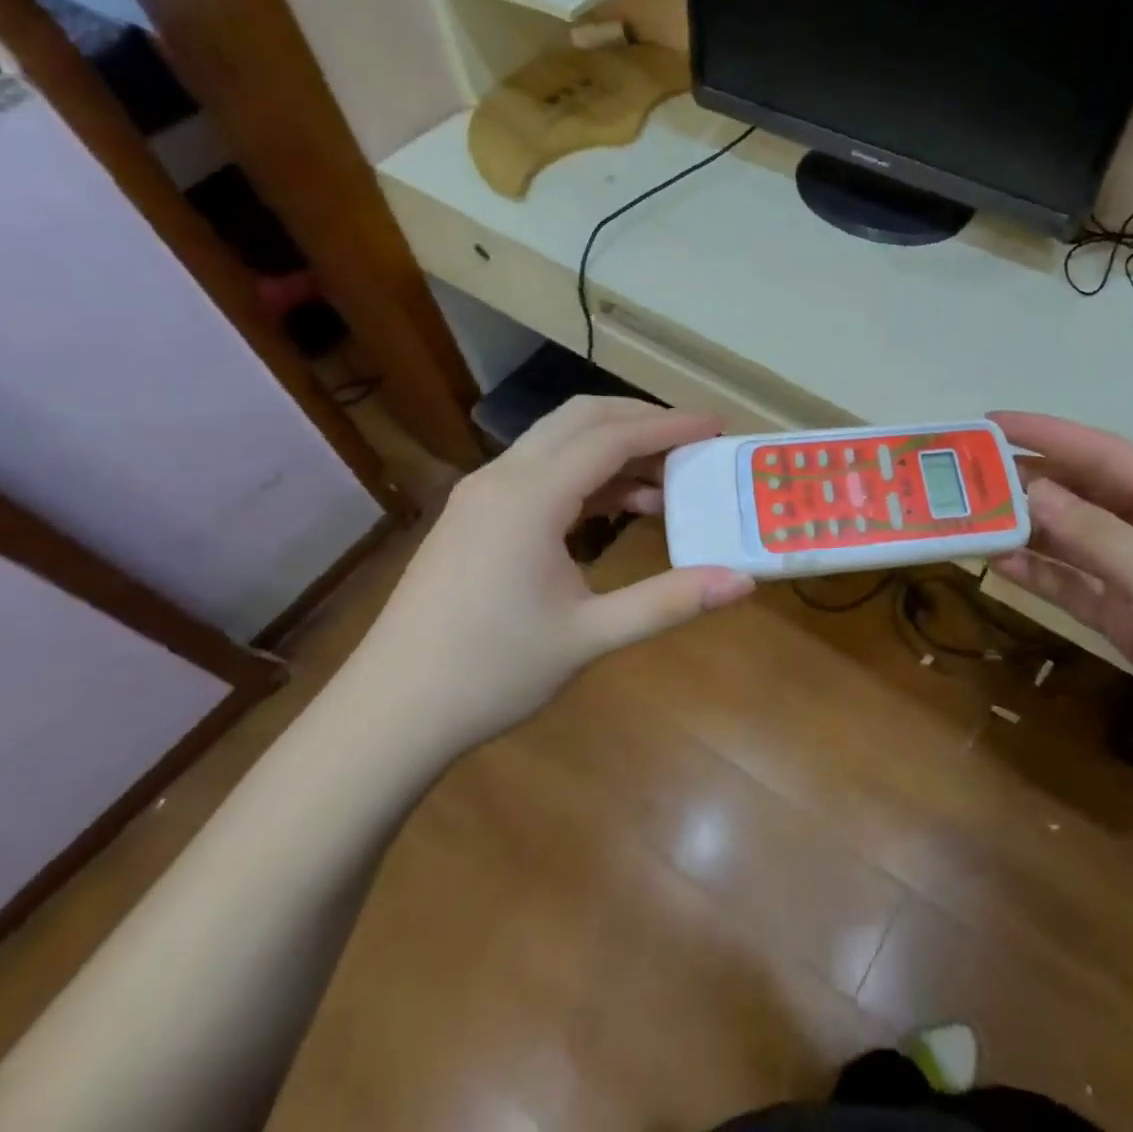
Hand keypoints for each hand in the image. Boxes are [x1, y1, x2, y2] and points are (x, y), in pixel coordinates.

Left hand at [348, 397, 754, 747]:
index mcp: (530, 496)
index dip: (670, 426)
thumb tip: (742, 581)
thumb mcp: (589, 637)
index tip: (718, 425)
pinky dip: (586, 475)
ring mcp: (482, 493)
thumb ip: (668, 601)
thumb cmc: (491, 673)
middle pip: (581, 418)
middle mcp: (503, 477)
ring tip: (667, 481)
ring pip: (558, 441)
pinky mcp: (475, 514)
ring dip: (613, 447)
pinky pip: (540, 470)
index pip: (612, 437)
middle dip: (642, 420)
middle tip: (693, 441)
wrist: (389, 713)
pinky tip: (618, 508)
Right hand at [987, 412, 1132, 791]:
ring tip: (972, 519)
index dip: (1045, 434)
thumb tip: (1030, 489)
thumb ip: (1092, 533)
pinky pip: (1079, 589)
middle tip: (966, 477)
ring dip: (1029, 532)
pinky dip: (1045, 577)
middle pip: (1084, 495)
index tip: (990, 422)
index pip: (1102, 453)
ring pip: (1076, 543)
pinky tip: (1003, 566)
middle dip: (1029, 484)